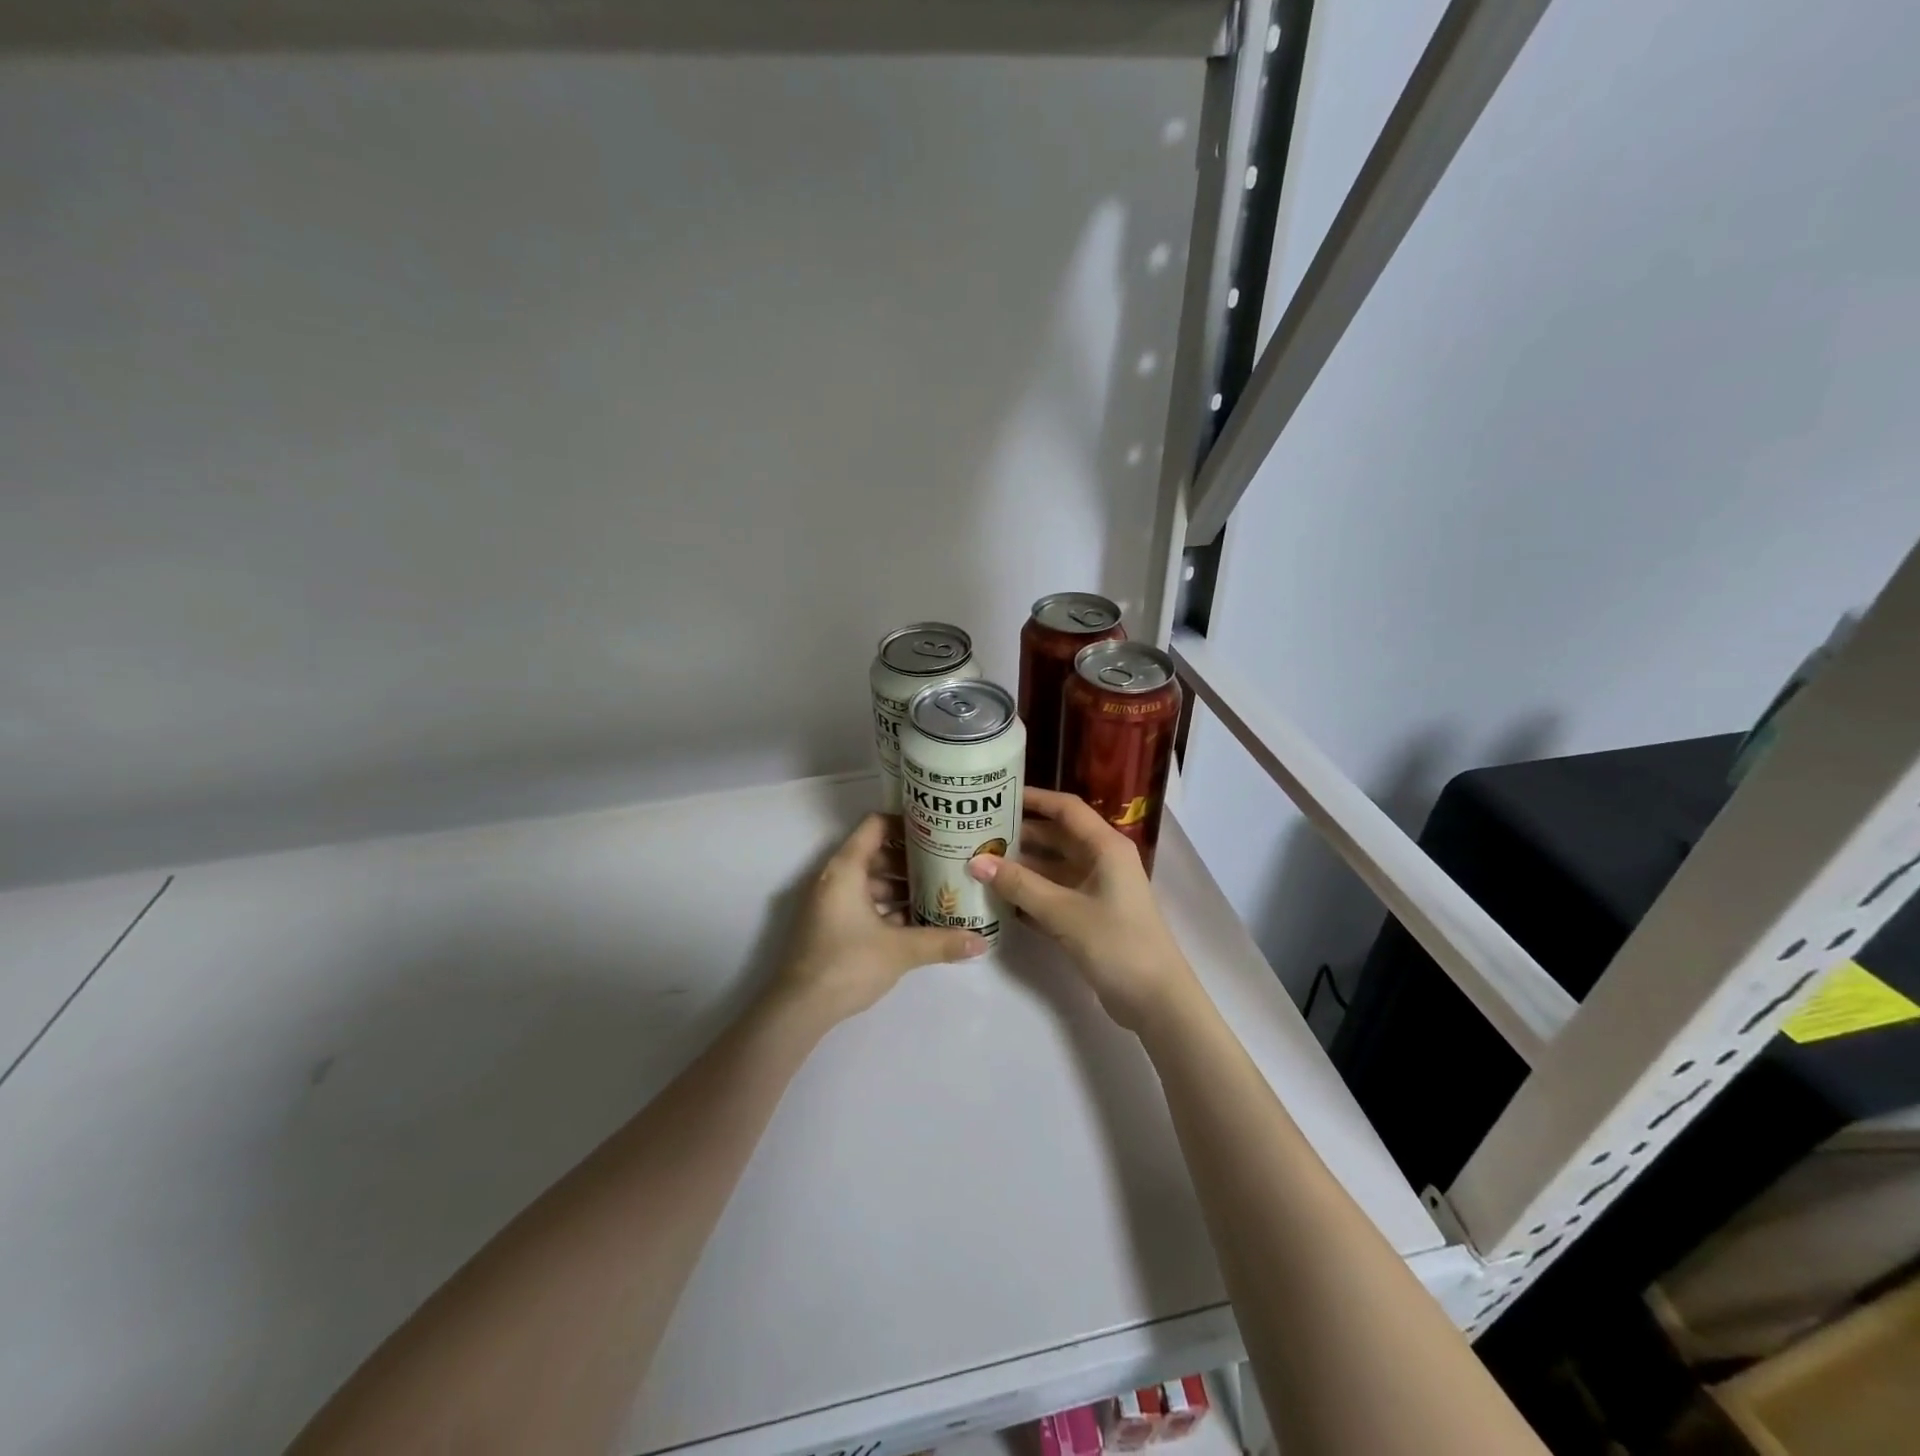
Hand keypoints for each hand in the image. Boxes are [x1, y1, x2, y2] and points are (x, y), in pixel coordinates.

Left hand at [774, 812, 987, 1024]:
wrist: (800, 1008)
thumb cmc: (848, 963)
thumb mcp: (900, 950)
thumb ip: (941, 942)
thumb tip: (982, 942)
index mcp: (846, 869)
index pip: (876, 825)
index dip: (906, 823)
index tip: (936, 832)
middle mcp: (835, 879)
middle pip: (876, 853)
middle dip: (911, 860)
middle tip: (945, 866)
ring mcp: (830, 903)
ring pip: (871, 882)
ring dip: (901, 887)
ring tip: (937, 895)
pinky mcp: (831, 926)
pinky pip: (863, 904)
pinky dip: (887, 908)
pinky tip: (916, 923)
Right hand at [967, 788, 1196, 1032]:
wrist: (1155, 1000)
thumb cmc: (1116, 943)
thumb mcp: (1063, 911)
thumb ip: (1019, 885)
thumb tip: (975, 861)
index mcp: (1106, 847)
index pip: (1066, 809)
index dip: (1034, 798)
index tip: (998, 795)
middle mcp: (1102, 861)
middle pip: (1056, 837)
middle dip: (1019, 834)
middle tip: (977, 833)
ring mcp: (1097, 889)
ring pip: (1052, 867)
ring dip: (1020, 866)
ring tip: (979, 862)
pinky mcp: (1090, 915)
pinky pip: (1054, 894)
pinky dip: (1029, 893)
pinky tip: (997, 897)